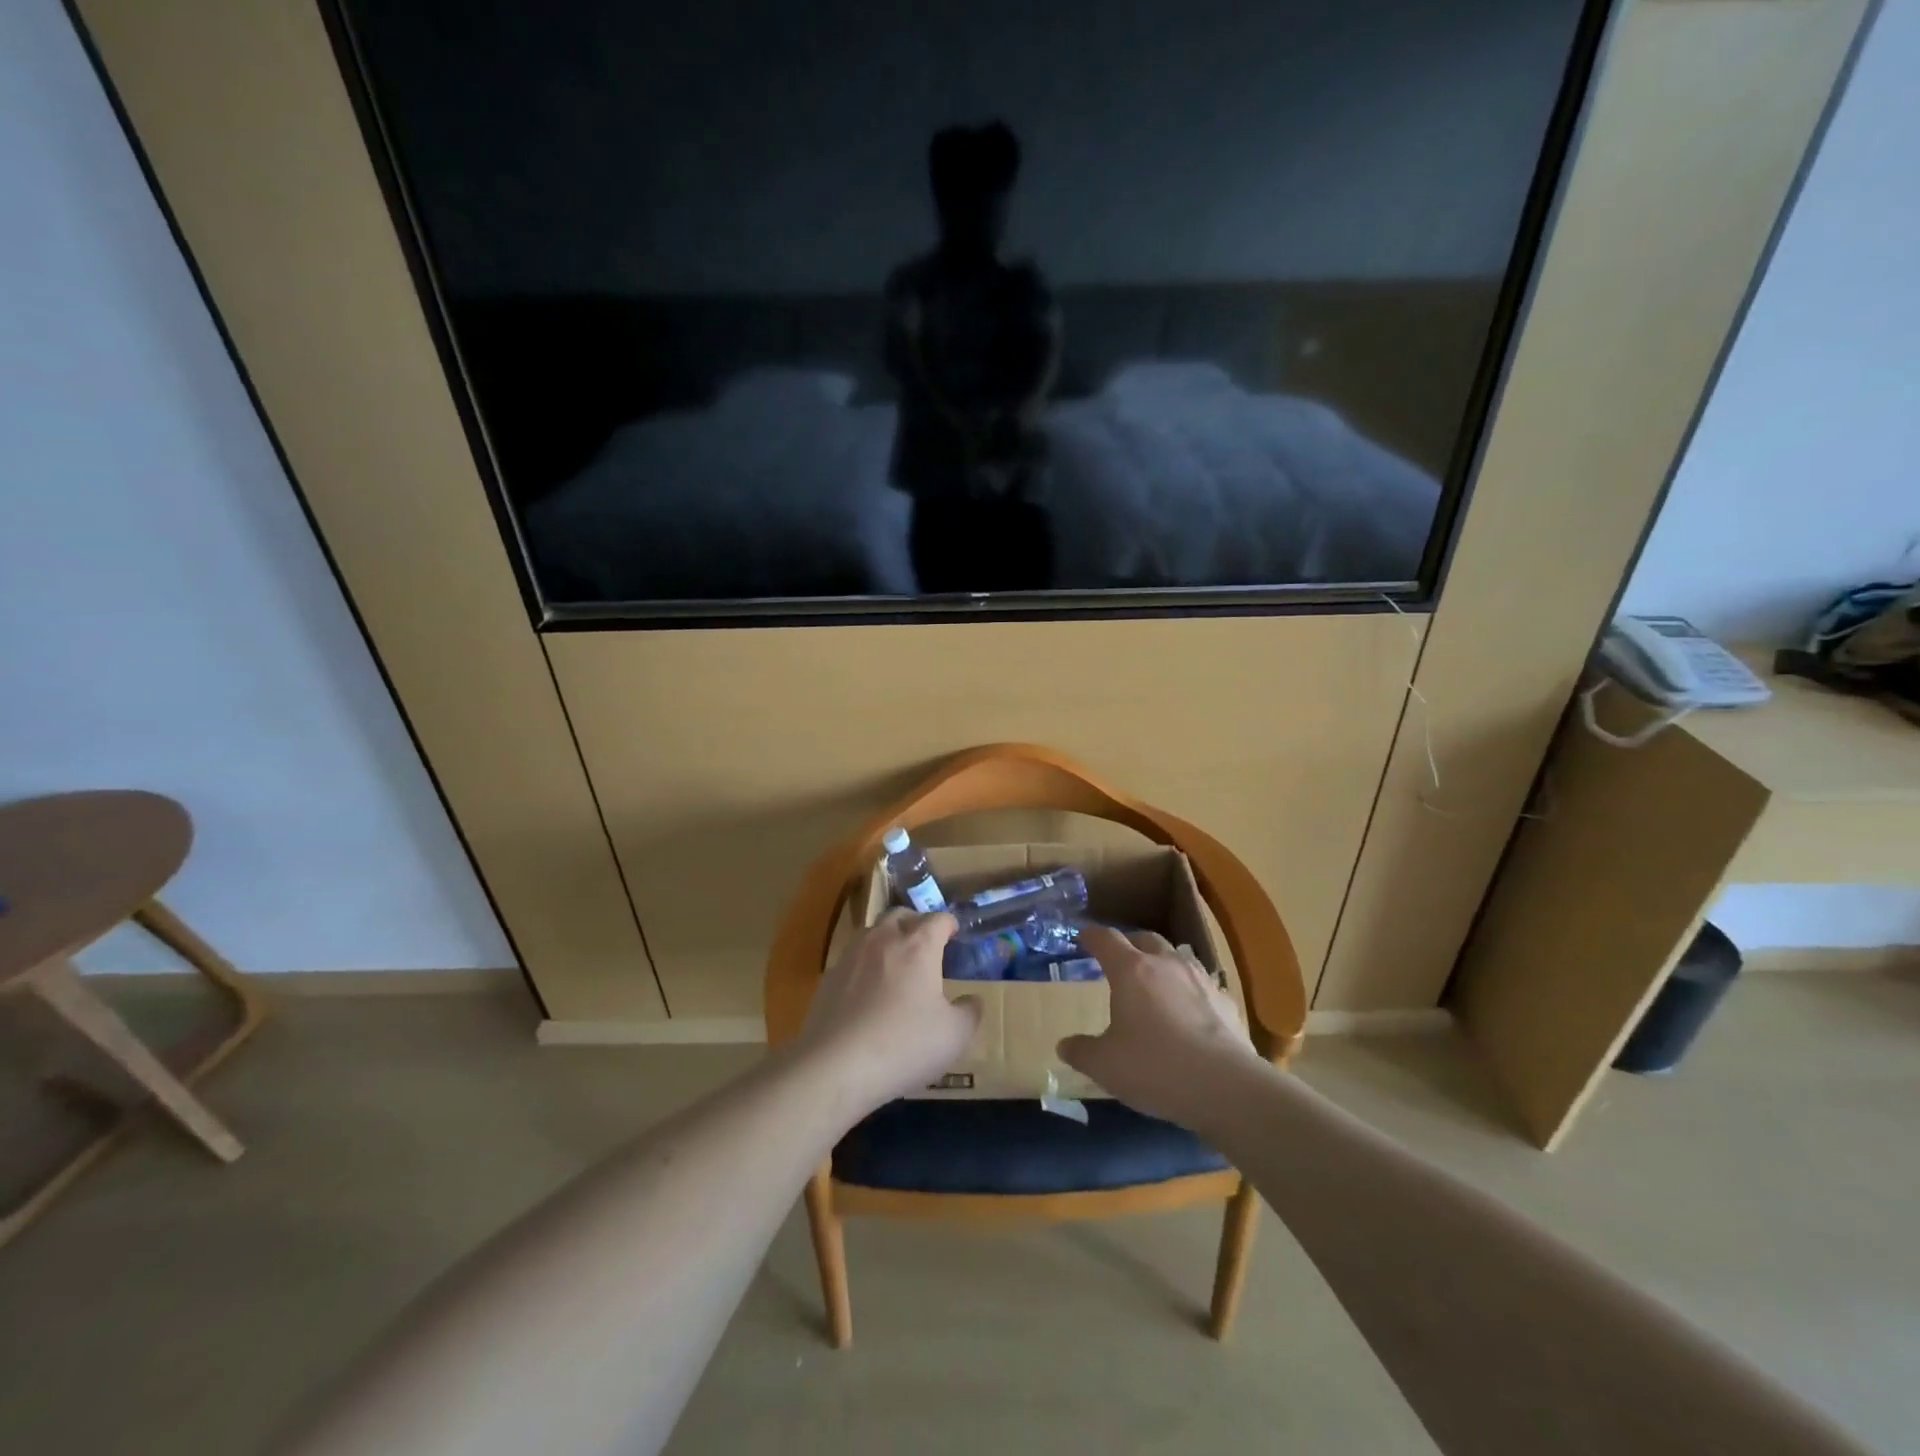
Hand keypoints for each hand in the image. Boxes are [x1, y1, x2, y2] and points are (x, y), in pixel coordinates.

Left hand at [794, 910, 981, 1115]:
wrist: (835, 1065)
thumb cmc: (904, 1044)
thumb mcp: (954, 1036)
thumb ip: (970, 1012)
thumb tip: (972, 999)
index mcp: (919, 945)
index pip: (938, 919)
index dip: (950, 925)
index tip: (956, 936)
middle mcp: (884, 939)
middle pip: (901, 915)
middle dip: (916, 923)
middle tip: (927, 946)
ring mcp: (851, 955)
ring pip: (873, 932)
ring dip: (888, 940)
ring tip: (897, 965)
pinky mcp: (829, 977)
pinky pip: (853, 959)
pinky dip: (866, 965)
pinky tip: (869, 992)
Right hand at [1058, 928, 1265, 1133]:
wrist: (1226, 1088)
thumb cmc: (1154, 1068)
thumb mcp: (1105, 1066)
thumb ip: (1081, 1051)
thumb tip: (1064, 1045)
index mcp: (1131, 971)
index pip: (1106, 939)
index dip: (1092, 936)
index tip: (1083, 937)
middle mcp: (1166, 964)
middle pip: (1145, 938)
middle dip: (1129, 944)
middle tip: (1119, 959)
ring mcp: (1200, 980)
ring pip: (1177, 957)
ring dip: (1162, 963)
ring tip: (1155, 982)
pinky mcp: (1225, 1002)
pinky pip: (1201, 985)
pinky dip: (1189, 991)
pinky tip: (1189, 1012)